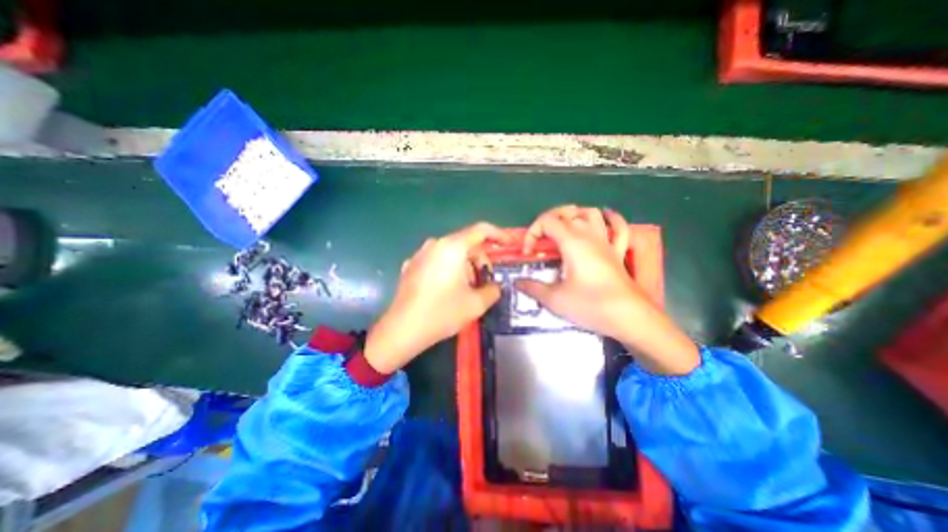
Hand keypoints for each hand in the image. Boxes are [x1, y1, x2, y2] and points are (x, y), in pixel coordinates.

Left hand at [363, 223, 510, 370]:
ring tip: (467, 289)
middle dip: (480, 259)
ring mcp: (420, 254)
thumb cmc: (442, 313)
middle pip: (466, 243)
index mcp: (452, 247)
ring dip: (465, 266)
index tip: (509, 244)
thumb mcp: (476, 304)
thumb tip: (495, 286)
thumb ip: (493, 290)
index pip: (481, 230)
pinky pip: (437, 260)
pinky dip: (449, 268)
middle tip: (486, 280)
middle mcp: (435, 244)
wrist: (402, 329)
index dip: (499, 235)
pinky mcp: (411, 265)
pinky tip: (448, 289)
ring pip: (451, 252)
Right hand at [516, 203, 697, 373]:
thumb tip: (517, 283)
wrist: (630, 317)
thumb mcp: (555, 299)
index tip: (529, 253)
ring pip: (592, 214)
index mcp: (572, 242)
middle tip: (541, 237)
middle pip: (568, 211)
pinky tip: (604, 218)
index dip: (533, 232)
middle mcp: (589, 236)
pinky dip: (611, 219)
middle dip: (549, 219)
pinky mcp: (618, 252)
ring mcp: (607, 242)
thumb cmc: (591, 305)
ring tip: (564, 227)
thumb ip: (533, 288)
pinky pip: (619, 228)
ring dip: (575, 215)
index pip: (547, 221)